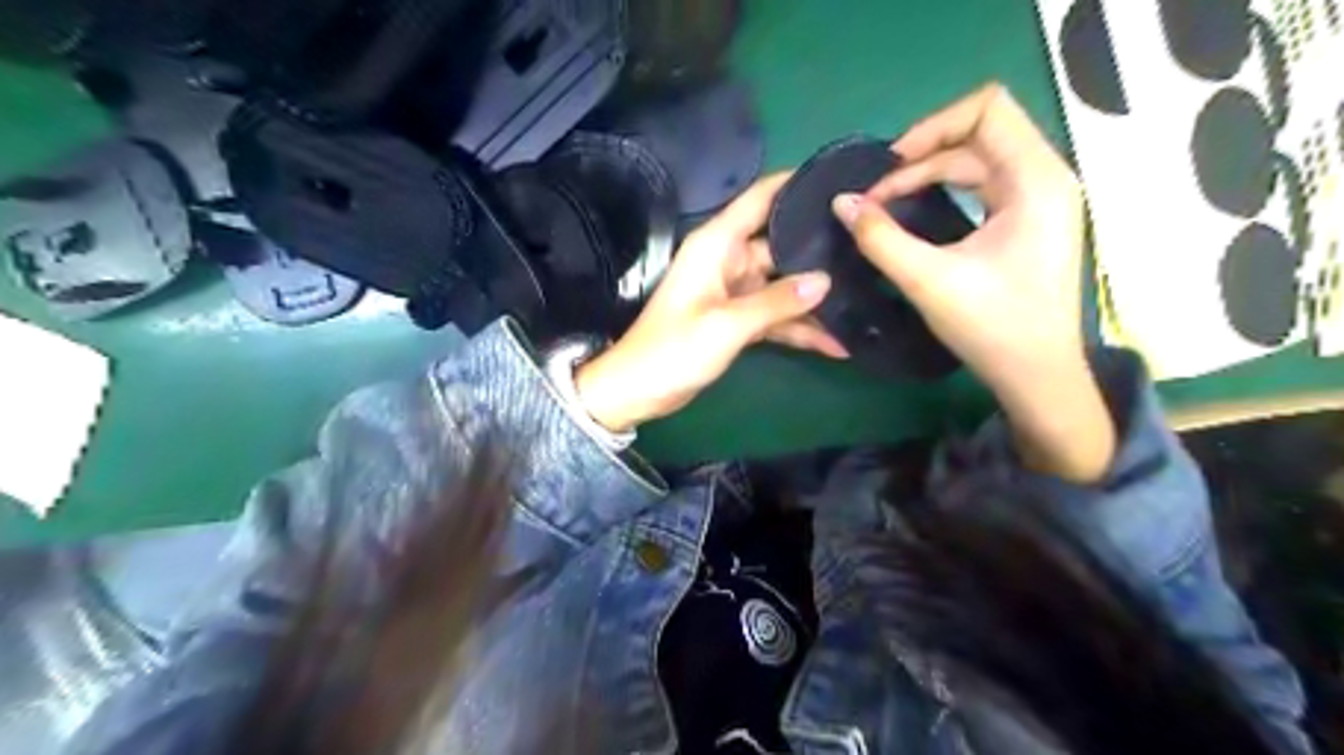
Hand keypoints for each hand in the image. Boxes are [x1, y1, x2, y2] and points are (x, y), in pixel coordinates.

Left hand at [573, 171, 843, 428]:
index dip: (796, 184)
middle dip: (820, 252)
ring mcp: (735, 291)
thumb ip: (777, 301)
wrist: (640, 390)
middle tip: (871, 250)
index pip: (760, 199)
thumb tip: (826, 281)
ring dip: (815, 299)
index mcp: (717, 245)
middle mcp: (729, 260)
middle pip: (781, 244)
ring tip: (865, 300)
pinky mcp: (739, 319)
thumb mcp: (728, 324)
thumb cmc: (675, 348)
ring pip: (784, 286)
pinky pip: (776, 316)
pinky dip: (800, 328)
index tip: (840, 178)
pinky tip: (836, 342)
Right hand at [838, 84, 1120, 482]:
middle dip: (922, 157)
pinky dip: (947, 190)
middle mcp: (1046, 178)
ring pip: (979, 160)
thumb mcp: (928, 280)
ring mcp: (1042, 200)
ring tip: (887, 205)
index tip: (891, 166)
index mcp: (1036, 179)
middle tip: (877, 196)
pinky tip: (918, 213)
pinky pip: (985, 185)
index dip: (932, 126)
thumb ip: (879, 238)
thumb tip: (842, 203)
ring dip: (930, 175)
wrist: (1038, 377)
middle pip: (979, 134)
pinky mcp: (1031, 222)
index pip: (987, 108)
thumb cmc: (993, 327)